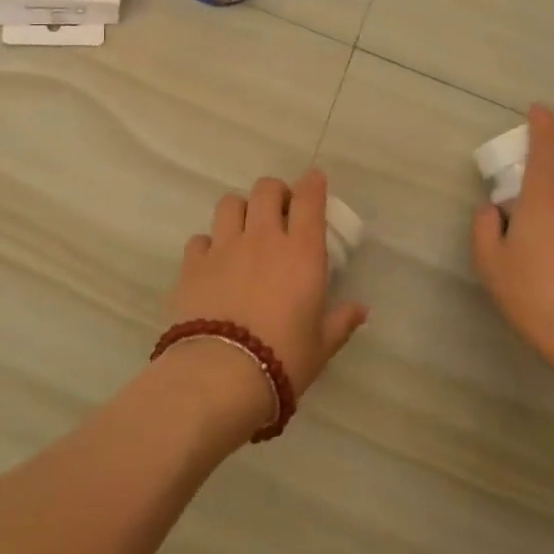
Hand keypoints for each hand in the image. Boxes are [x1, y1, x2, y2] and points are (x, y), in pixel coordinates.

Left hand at [168, 169, 369, 429]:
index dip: (312, 183)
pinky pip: (199, 238)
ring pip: (230, 203)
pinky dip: (208, 244)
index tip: (314, 179)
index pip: (309, 199)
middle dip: (275, 192)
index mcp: (301, 252)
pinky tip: (212, 261)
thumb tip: (361, 309)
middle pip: (266, 189)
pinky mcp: (193, 263)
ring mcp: (224, 247)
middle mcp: (263, 238)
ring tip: (244, 228)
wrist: (221, 374)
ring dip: (240, 209)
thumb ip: (341, 321)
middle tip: (279, 210)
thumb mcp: (321, 345)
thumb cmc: (283, 359)